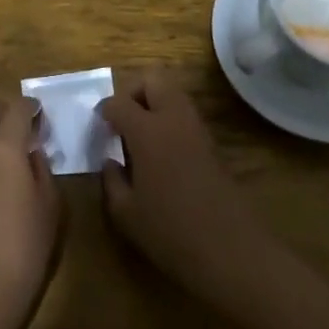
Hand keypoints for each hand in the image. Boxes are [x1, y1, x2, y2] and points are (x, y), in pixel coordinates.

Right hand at [99, 83, 282, 307]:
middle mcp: (173, 118)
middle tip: (123, 122)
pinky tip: (162, 154)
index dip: (104, 111)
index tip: (99, 128)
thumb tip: (110, 162)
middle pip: (153, 79)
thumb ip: (111, 181)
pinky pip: (185, 115)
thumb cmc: (170, 231)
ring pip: (173, 93)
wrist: (230, 248)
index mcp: (147, 130)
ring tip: (141, 138)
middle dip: (133, 92)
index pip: (118, 102)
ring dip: (154, 103)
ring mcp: (197, 128)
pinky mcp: (212, 142)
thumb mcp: (126, 214)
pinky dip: (170, 120)